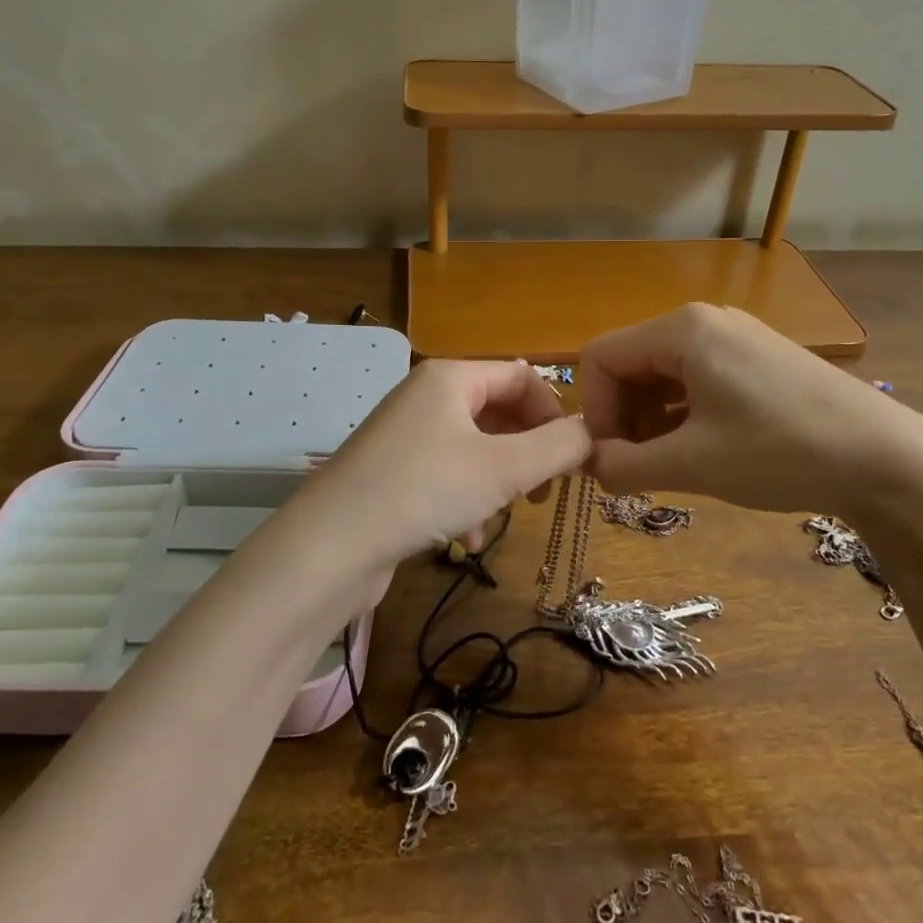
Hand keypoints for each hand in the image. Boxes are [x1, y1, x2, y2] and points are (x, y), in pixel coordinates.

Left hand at [299, 359, 590, 574]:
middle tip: (545, 491)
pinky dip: (466, 498)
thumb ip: (558, 446)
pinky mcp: (391, 470)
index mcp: (451, 377)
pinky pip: (446, 473)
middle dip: (527, 451)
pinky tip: (465, 537)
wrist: (329, 546)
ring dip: (499, 481)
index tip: (572, 457)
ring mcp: (404, 433)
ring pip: (475, 448)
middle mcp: (426, 396)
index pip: (521, 376)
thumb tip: (593, 433)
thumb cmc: (423, 490)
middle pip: (498, 412)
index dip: (554, 412)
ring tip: (504, 516)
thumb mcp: (504, 468)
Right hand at [579, 304, 922, 518]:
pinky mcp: (759, 358)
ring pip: (664, 373)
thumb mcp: (693, 464)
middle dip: (623, 417)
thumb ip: (625, 465)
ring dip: (651, 419)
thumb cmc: (781, 453)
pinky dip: (683, 414)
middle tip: (636, 469)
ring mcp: (736, 337)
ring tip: (669, 465)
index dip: (593, 411)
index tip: (608, 460)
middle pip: (631, 363)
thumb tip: (590, 465)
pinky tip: (701, 450)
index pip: (601, 358)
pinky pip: (697, 378)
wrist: (890, 459)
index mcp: (681, 330)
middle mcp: (704, 321)